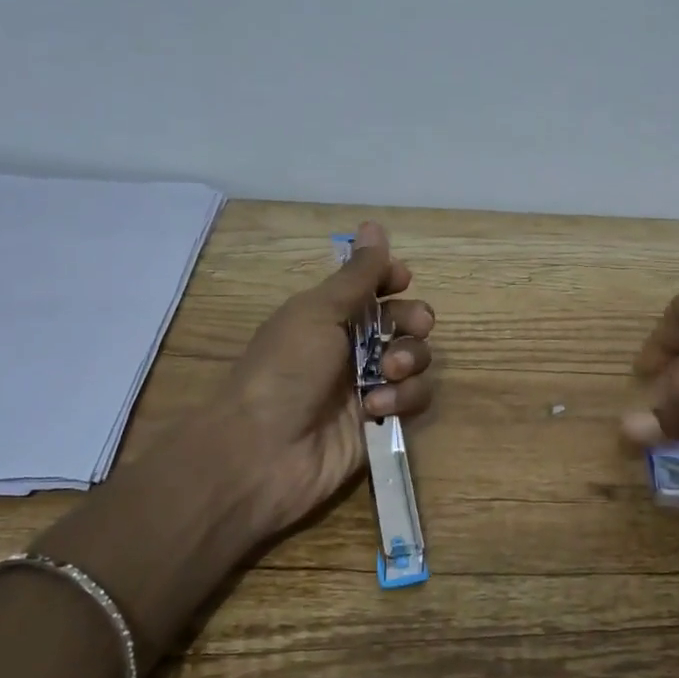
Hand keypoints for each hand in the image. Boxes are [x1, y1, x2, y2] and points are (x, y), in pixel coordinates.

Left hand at [38, 222, 433, 660]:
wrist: (262, 452)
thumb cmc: (285, 369)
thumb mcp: (318, 312)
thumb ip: (357, 275)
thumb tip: (375, 225)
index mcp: (330, 316)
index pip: (373, 287)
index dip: (392, 279)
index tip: (401, 279)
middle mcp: (351, 348)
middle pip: (404, 322)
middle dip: (413, 320)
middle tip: (411, 326)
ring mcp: (367, 386)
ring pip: (416, 360)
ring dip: (410, 361)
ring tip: (388, 374)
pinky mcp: (380, 423)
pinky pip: (413, 399)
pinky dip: (401, 399)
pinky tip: (374, 408)